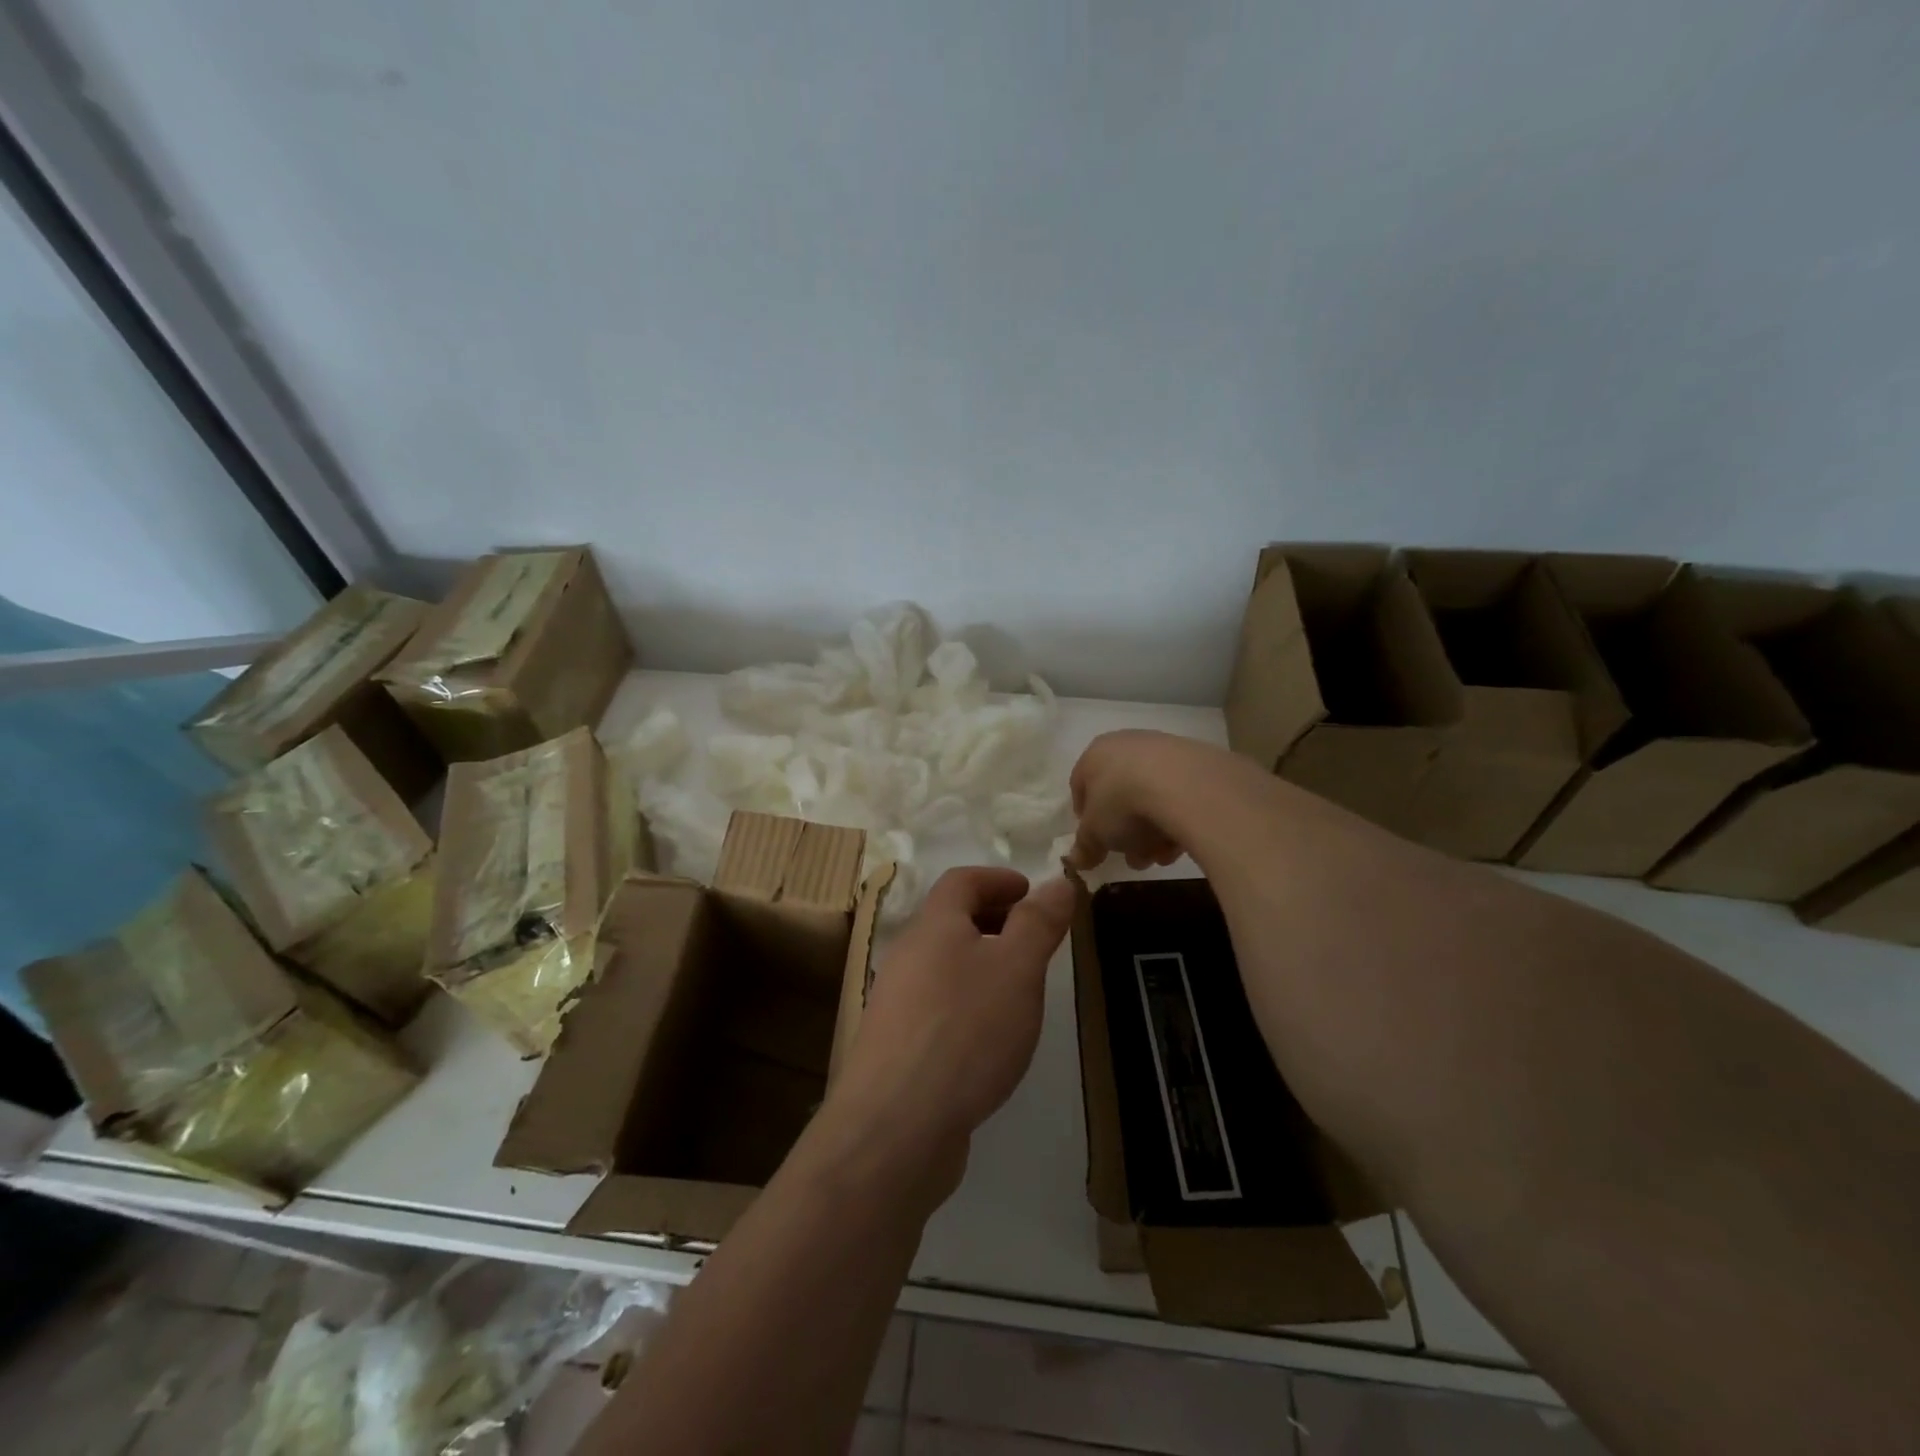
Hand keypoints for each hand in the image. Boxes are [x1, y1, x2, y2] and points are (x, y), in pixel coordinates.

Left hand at [828, 867, 1074, 1184]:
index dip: (997, 879)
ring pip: (943, 965)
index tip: (1031, 891)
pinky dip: (967, 1001)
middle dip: (993, 918)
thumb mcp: (1017, 969)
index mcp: (933, 927)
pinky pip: (937, 1005)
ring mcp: (897, 1003)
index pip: (961, 881)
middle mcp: (908, 956)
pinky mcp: (897, 1046)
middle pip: (949, 920)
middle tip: (1033, 936)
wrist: (896, 1125)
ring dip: (981, 962)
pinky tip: (990, 1035)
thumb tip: (1057, 881)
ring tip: (1019, 985)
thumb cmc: (965, 1031)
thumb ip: (1038, 923)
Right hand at [1067, 729, 1203, 871]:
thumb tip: (1077, 860)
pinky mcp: (1196, 760)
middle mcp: (1127, 744)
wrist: (1185, 785)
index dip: (1086, 818)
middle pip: (1120, 795)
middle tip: (1134, 858)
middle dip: (1125, 833)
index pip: (1081, 785)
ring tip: (1161, 857)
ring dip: (1152, 832)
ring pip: (1150, 797)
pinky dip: (1177, 818)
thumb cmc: (1123, 803)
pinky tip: (1181, 843)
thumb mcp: (1096, 833)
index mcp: (1095, 754)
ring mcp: (1163, 749)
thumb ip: (1085, 846)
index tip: (1096, 842)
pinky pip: (1178, 795)